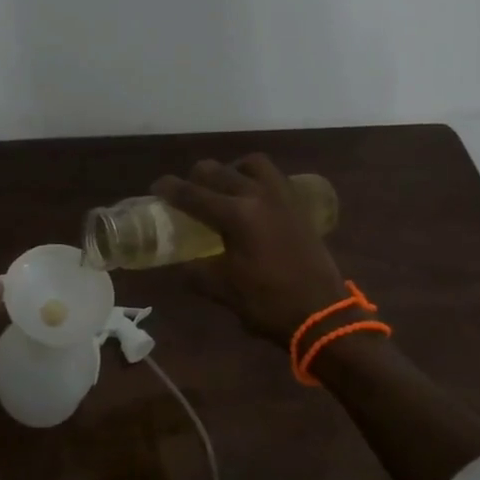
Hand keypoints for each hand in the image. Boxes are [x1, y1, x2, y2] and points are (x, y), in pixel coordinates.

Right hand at [153, 155, 349, 344]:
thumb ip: (196, 271)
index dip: (170, 189)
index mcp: (236, 215)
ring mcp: (282, 198)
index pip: (193, 194)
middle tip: (187, 192)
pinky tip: (252, 200)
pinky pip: (273, 178)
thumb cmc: (268, 303)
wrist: (322, 314)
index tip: (156, 188)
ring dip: (231, 170)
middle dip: (196, 177)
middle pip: (219, 171)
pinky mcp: (299, 206)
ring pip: (252, 165)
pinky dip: (256, 179)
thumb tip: (180, 263)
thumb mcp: (223, 289)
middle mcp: (258, 196)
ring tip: (224, 188)